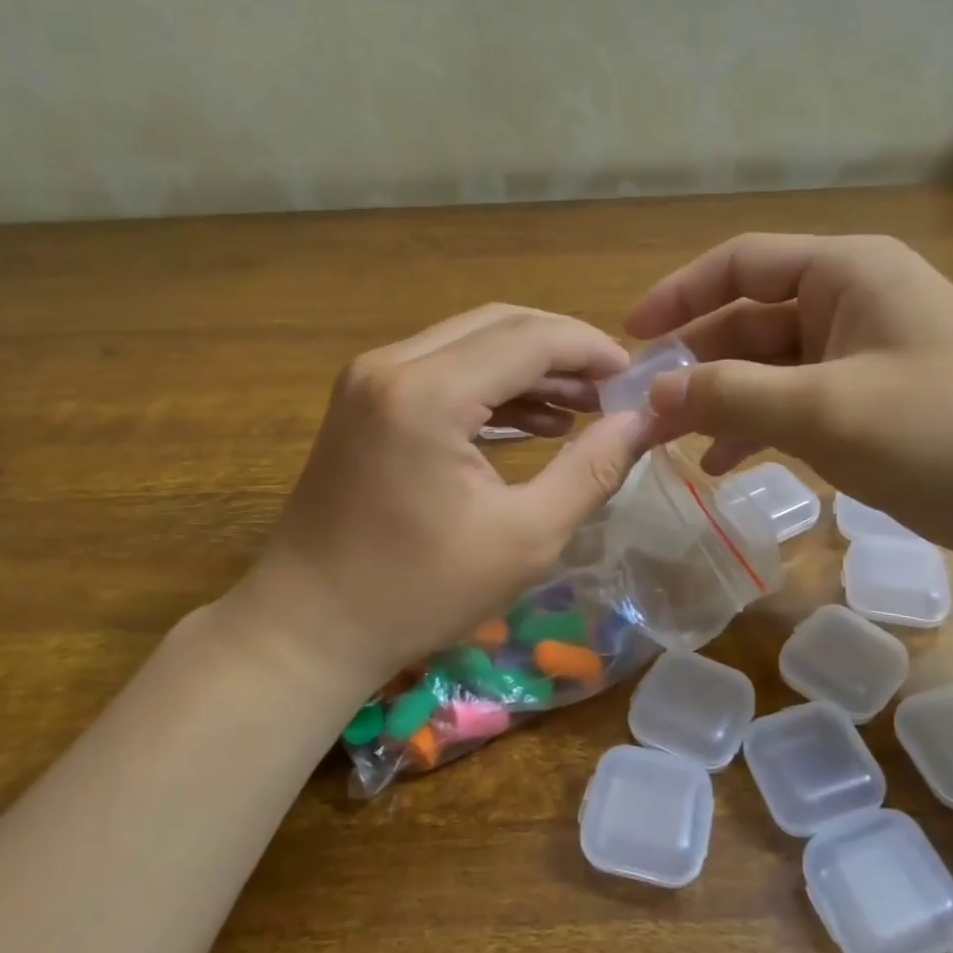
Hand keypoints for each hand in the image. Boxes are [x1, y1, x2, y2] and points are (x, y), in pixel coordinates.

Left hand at [216, 305, 652, 686]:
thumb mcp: (525, 538)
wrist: (308, 626)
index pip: (530, 338)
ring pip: (471, 342)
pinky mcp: (366, 399)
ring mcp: (371, 378)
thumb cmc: (418, 592)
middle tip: (615, 390)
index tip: (637, 379)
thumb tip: (643, 423)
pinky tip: (537, 422)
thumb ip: (592, 470)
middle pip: (500, 325)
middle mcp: (393, 365)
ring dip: (531, 368)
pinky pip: (444, 370)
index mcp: (428, 393)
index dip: (591, 349)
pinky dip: (493, 387)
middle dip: (564, 351)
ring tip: (586, 407)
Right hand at [625, 233, 952, 562]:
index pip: (740, 262)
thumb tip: (654, 390)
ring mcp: (864, 353)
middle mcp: (851, 301)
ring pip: (769, 367)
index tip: (631, 336)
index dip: (679, 295)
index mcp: (845, 272)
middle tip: (643, 409)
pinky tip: (728, 462)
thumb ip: (731, 395)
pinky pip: (798, 401)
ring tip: (674, 442)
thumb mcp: (825, 410)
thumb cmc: (945, 429)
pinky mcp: (875, 400)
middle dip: (695, 364)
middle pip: (749, 320)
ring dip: (722, 400)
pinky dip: (761, 426)